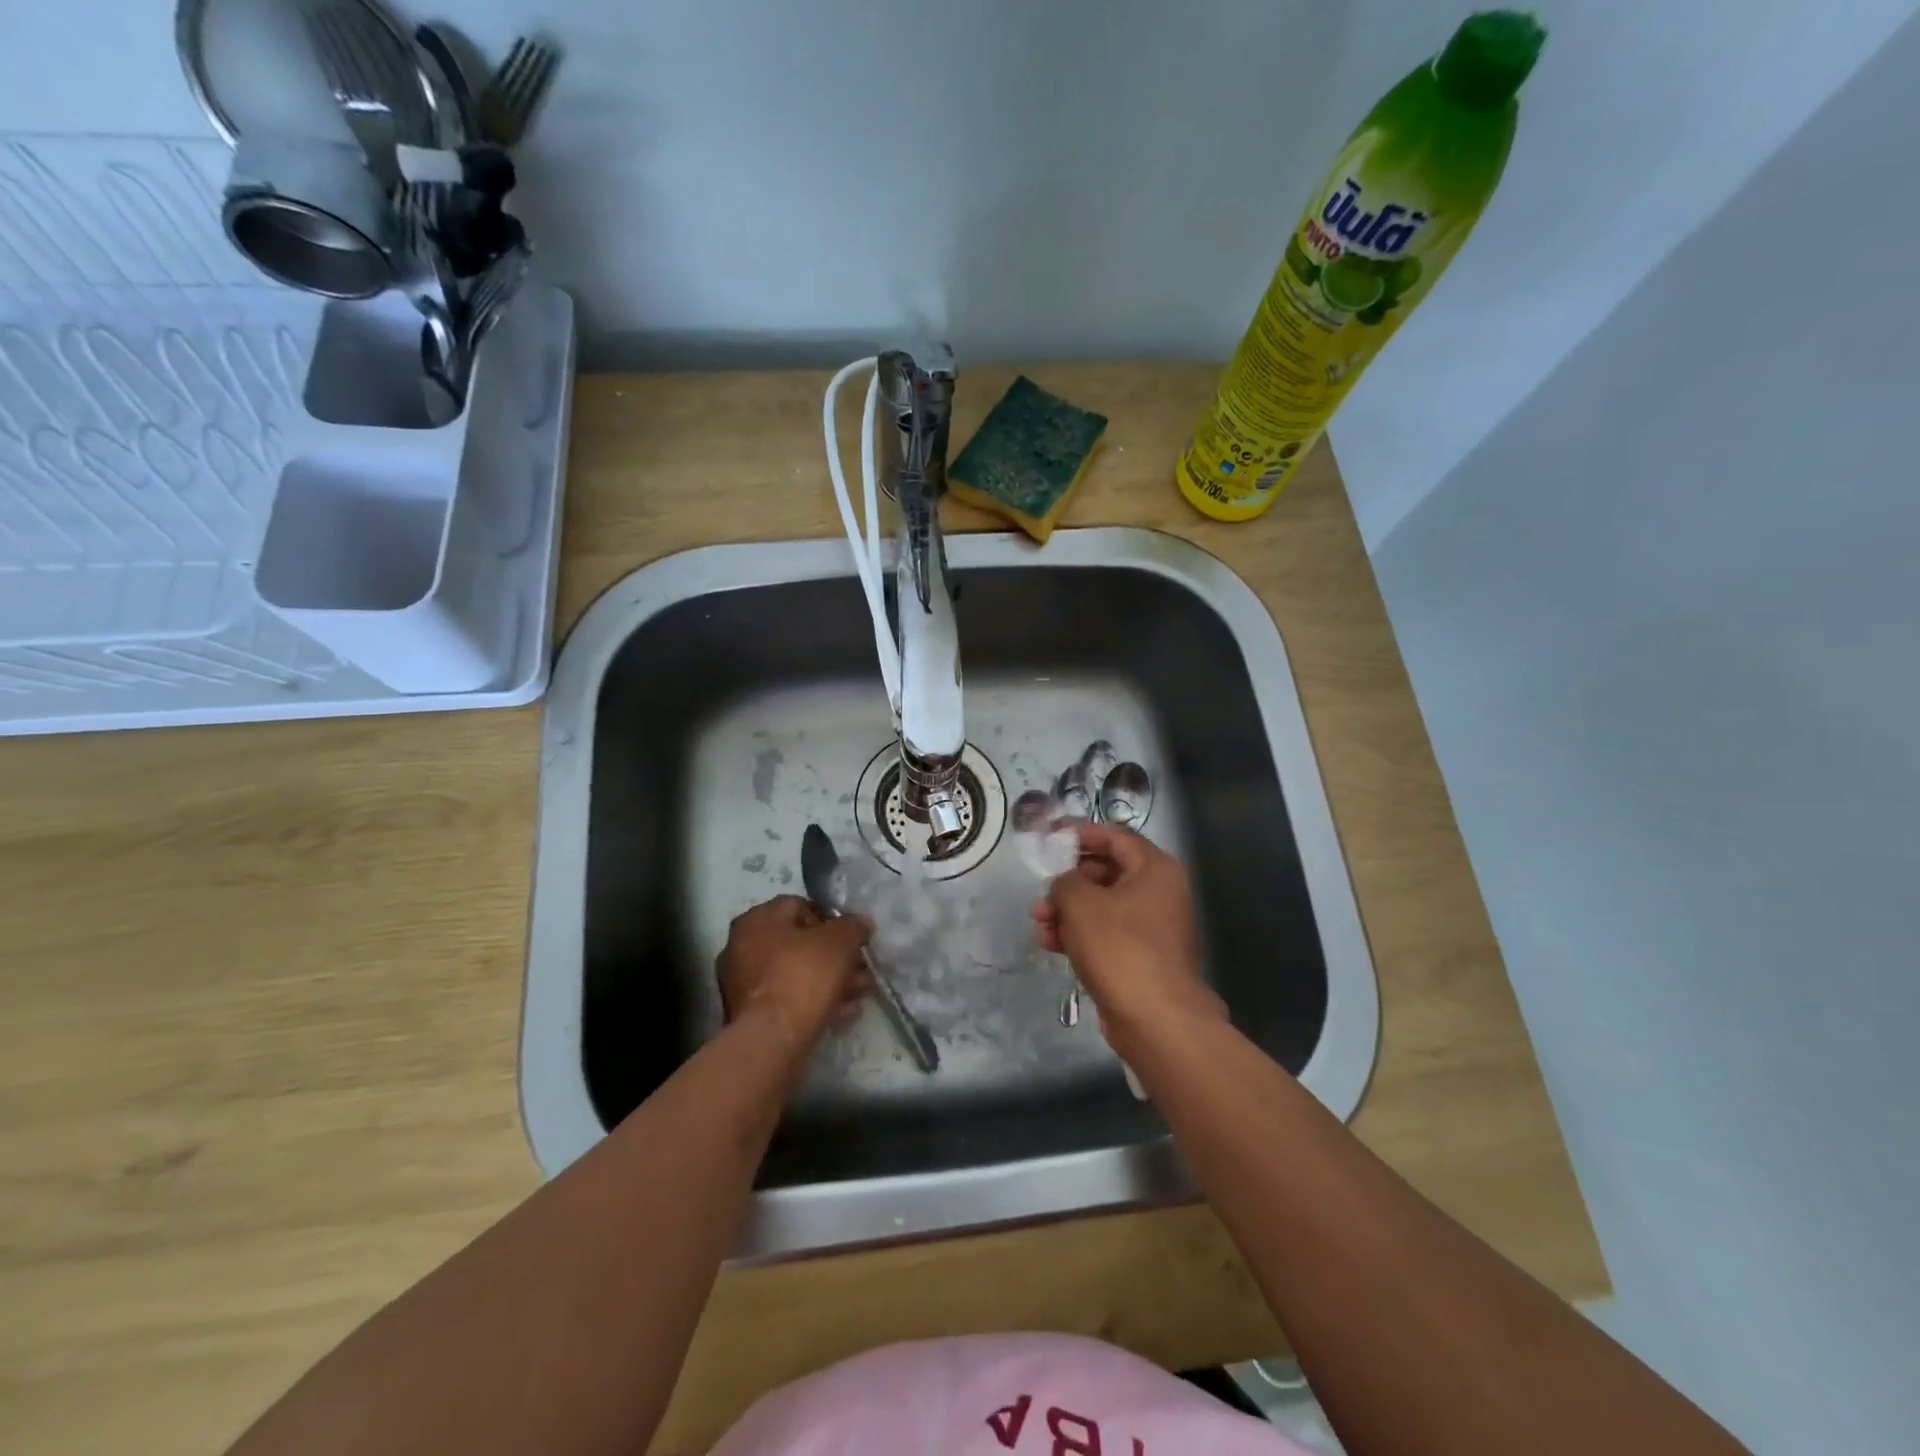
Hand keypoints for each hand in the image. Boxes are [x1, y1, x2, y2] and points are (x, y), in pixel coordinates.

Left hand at [717, 896, 871, 1050]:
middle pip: (799, 943)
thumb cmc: (804, 975)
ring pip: (796, 973)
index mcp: (758, 919)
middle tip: (861, 968)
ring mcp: (743, 982)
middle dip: (835, 956)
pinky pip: (788, 998)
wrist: (773, 1039)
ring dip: (830, 980)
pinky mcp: (749, 1014)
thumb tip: (860, 924)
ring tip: (860, 993)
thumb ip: (853, 926)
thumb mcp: (841, 941)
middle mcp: (743, 946)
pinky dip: (814, 1001)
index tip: (853, 938)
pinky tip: (843, 1012)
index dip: (832, 920)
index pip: (800, 906)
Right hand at [1032, 823, 1223, 1057]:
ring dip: (1067, 911)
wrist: (1155, 1018)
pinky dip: (1078, 934)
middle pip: (1106, 872)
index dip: (1081, 833)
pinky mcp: (1140, 955)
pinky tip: (1050, 944)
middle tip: (1041, 892)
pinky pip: (1105, 933)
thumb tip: (1065, 885)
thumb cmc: (1120, 947)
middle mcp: (1158, 892)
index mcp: (1154, 869)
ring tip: (1039, 923)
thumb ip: (1066, 881)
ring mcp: (1151, 926)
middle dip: (1067, 882)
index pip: (1115, 836)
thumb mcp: (1081, 903)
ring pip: (1101, 905)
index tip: (1050, 836)